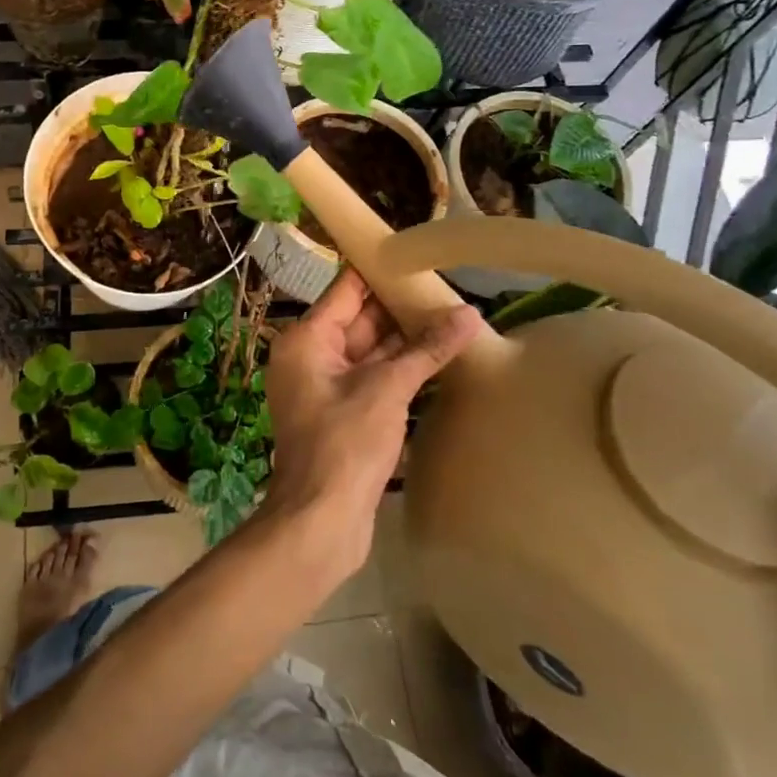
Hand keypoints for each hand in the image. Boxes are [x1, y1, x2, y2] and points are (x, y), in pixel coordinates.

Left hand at [261, 270, 483, 568]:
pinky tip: (440, 359)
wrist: (321, 522)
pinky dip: (402, 370)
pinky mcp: (344, 414)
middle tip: (447, 287)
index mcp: (307, 339)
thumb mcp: (388, 389)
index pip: (346, 289)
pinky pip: (375, 379)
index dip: (379, 270)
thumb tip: (469, 314)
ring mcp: (327, 387)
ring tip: (453, 318)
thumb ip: (427, 350)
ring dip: (407, 340)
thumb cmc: (344, 443)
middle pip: (360, 319)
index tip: (416, 254)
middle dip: (400, 306)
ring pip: (371, 350)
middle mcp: (312, 356)